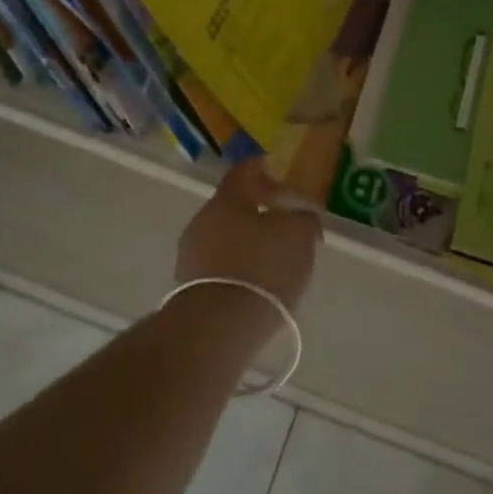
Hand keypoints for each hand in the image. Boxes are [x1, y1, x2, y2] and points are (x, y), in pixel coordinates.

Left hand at [176, 157, 321, 313]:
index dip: (263, 167)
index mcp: (227, 199)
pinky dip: (238, 268)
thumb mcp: (299, 236)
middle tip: (283, 221)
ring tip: (274, 258)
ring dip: (247, 242)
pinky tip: (257, 284)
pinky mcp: (189, 287)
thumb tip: (301, 216)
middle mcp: (203, 220)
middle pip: (233, 206)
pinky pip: (219, 266)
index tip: (278, 169)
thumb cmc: (262, 267)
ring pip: (224, 237)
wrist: (218, 327)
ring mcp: (191, 254)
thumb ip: (303, 219)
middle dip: (257, 211)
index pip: (244, 171)